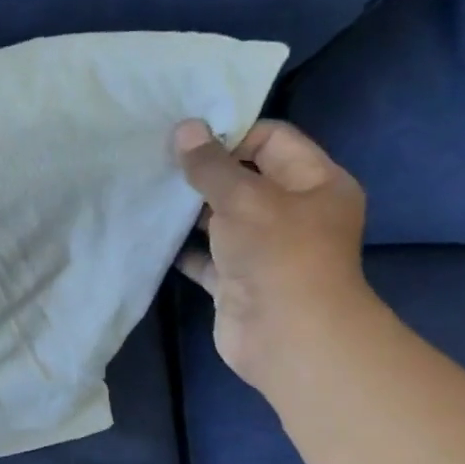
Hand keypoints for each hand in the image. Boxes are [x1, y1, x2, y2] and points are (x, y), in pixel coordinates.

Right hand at [174, 117, 375, 393]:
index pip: (272, 140)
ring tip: (149, 194)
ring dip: (189, 211)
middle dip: (204, 172)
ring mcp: (263, 249)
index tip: (185, 139)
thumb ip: (211, 165)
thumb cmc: (278, 254)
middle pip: (245, 179)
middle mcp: (293, 212)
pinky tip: (153, 236)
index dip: (231, 134)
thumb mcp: (244, 199)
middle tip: (159, 163)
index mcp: (315, 182)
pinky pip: (206, 257)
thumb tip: (184, 128)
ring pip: (222, 219)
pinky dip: (183, 248)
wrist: (285, 335)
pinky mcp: (237, 280)